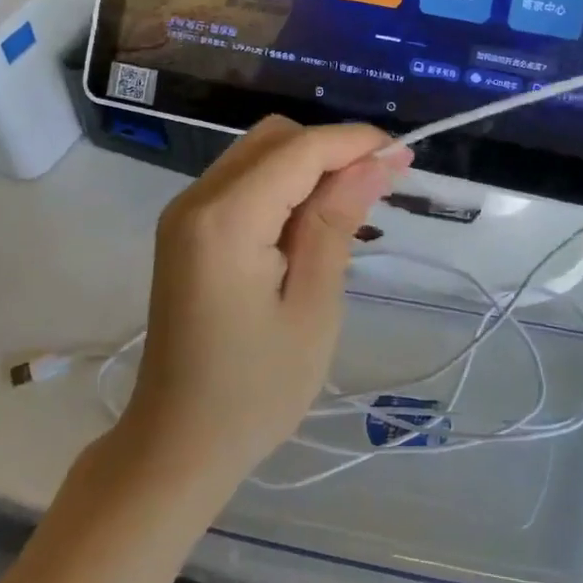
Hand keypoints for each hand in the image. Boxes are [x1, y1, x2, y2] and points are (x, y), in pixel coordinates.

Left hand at [123, 116, 411, 491]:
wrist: (177, 443)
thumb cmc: (256, 389)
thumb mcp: (313, 307)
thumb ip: (337, 223)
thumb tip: (374, 161)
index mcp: (226, 220)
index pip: (300, 149)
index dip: (355, 143)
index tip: (404, 157)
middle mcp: (196, 200)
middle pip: (275, 139)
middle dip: (332, 149)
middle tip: (380, 188)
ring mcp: (184, 214)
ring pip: (258, 154)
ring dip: (309, 165)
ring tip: (352, 208)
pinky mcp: (185, 230)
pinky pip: (242, 181)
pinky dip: (283, 185)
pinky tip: (310, 222)